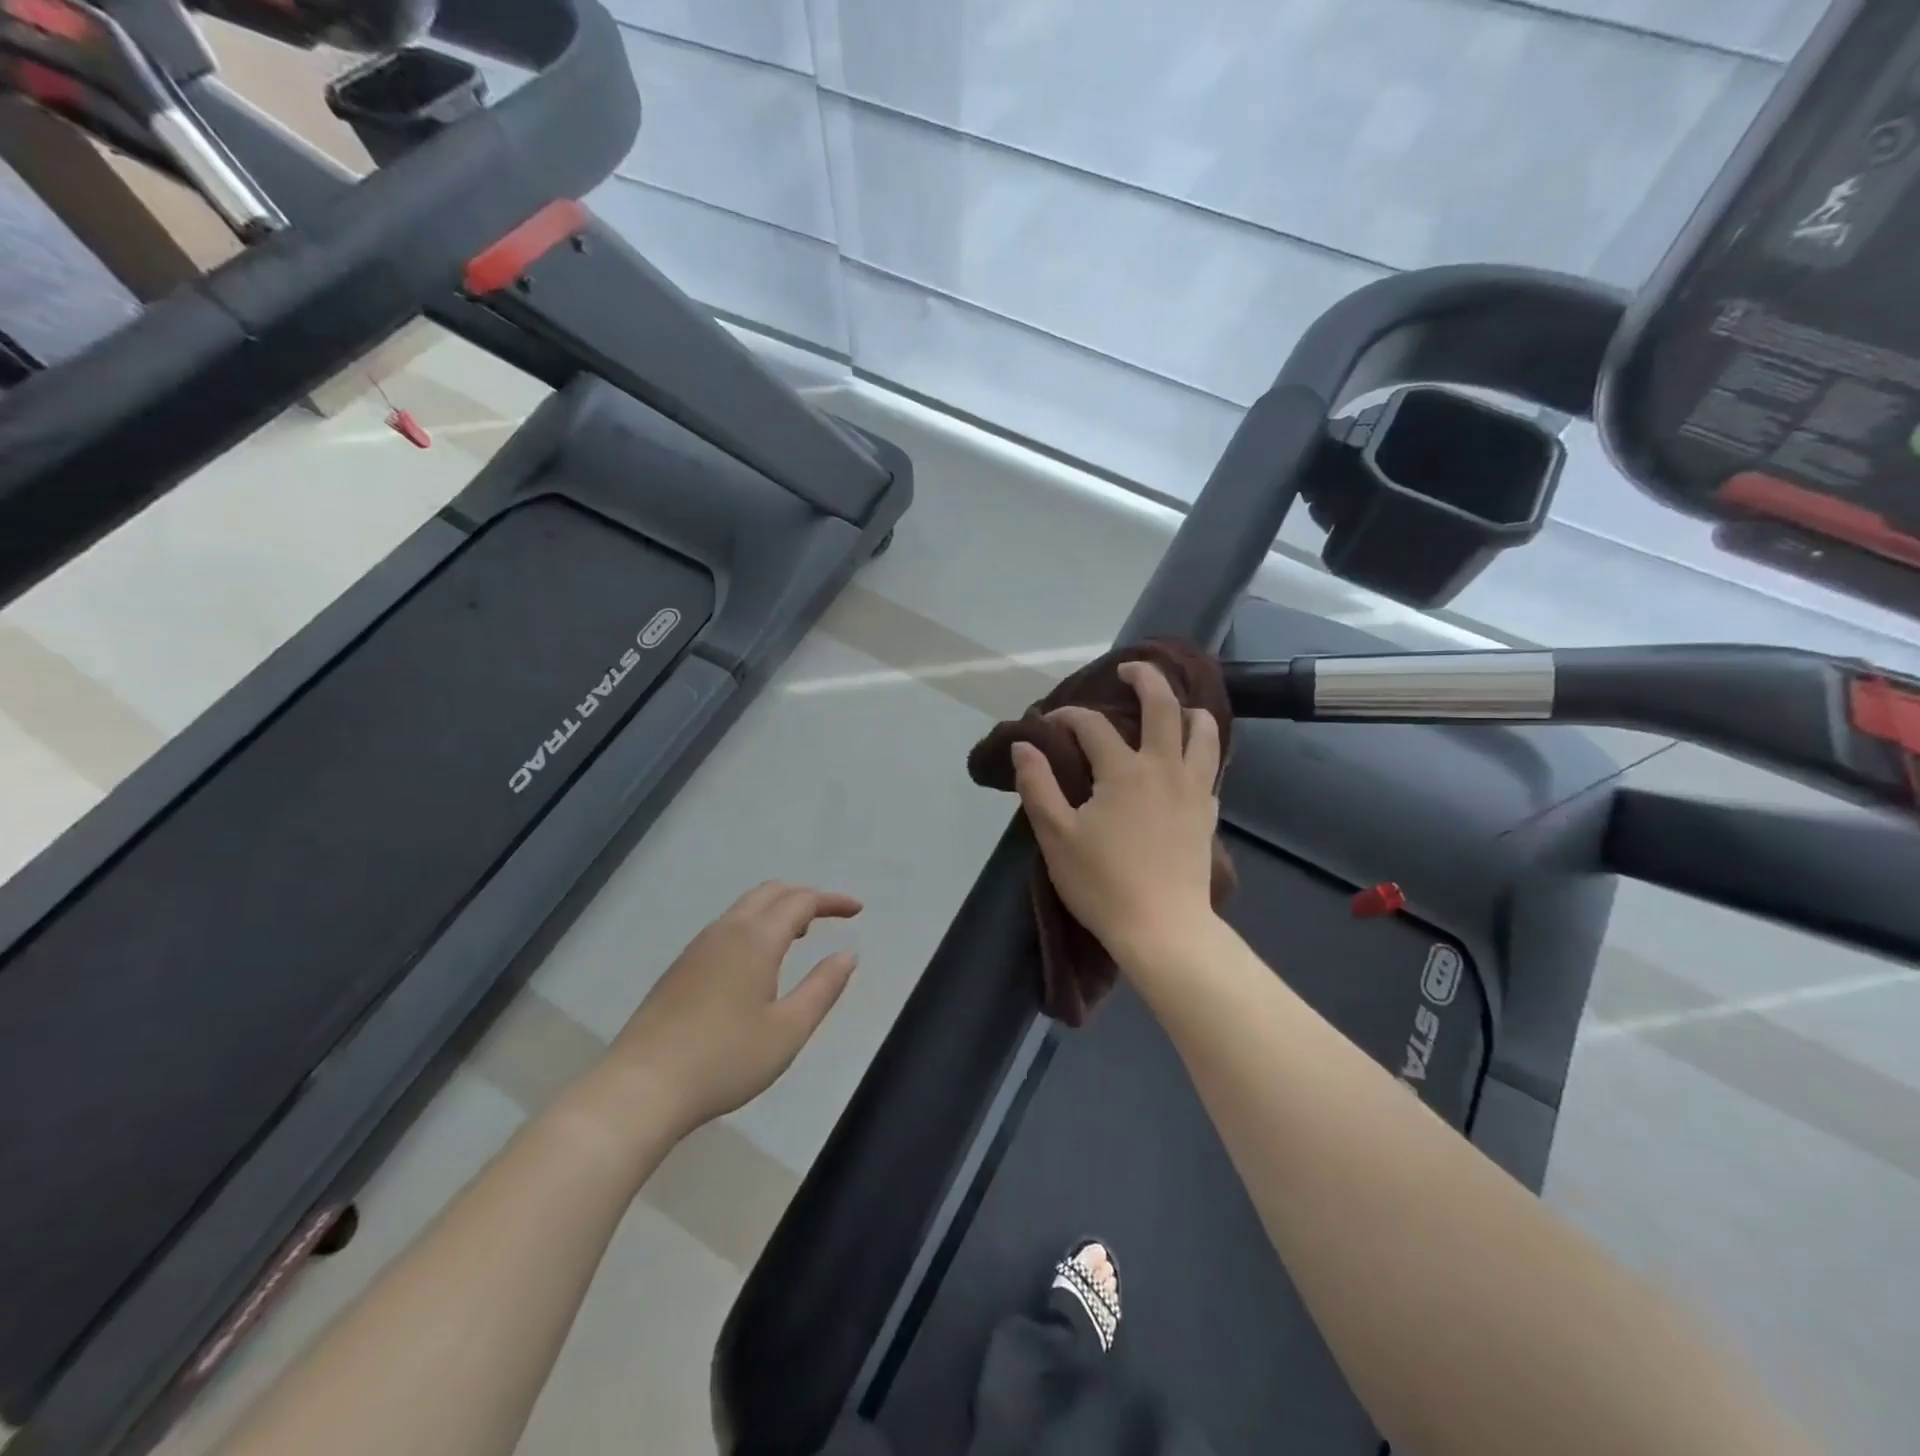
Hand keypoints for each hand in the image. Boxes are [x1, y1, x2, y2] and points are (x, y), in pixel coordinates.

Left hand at [598, 883, 860, 1135]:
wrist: (641, 1088)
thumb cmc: (725, 1059)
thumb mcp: (788, 1030)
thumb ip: (823, 988)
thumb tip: (847, 954)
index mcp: (756, 939)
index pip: (801, 900)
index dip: (832, 901)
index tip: (857, 911)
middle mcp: (726, 931)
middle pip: (770, 892)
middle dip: (803, 897)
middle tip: (828, 918)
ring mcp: (697, 948)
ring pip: (744, 908)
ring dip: (776, 911)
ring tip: (798, 937)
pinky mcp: (679, 968)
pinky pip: (726, 927)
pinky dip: (753, 926)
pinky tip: (756, 964)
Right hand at [1011, 661, 1221, 962]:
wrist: (1163, 929)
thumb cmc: (1103, 883)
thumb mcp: (1056, 836)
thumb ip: (1038, 785)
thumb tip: (1024, 746)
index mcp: (1123, 771)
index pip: (1092, 726)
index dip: (1067, 716)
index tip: (1048, 722)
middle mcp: (1163, 767)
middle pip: (1164, 707)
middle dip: (1146, 679)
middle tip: (1130, 668)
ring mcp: (1192, 789)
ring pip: (1202, 732)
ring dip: (1189, 709)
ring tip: (1176, 705)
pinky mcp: (1207, 813)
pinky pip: (1210, 765)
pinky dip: (1201, 747)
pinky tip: (1188, 756)